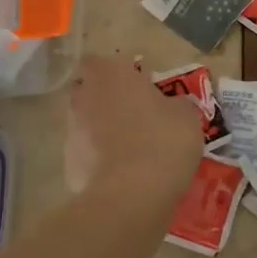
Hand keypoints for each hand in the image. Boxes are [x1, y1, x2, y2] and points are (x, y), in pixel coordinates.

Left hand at [65, 54, 203, 200]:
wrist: (131, 196)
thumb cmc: (162, 142)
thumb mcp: (187, 117)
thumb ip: (176, 104)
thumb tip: (173, 106)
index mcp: (109, 76)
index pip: (99, 61)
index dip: (116, 72)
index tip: (137, 85)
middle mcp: (83, 98)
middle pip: (90, 92)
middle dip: (108, 101)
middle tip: (138, 116)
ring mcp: (71, 133)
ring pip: (87, 124)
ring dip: (104, 132)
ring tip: (134, 151)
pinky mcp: (69, 166)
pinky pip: (88, 156)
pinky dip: (101, 162)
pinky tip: (125, 176)